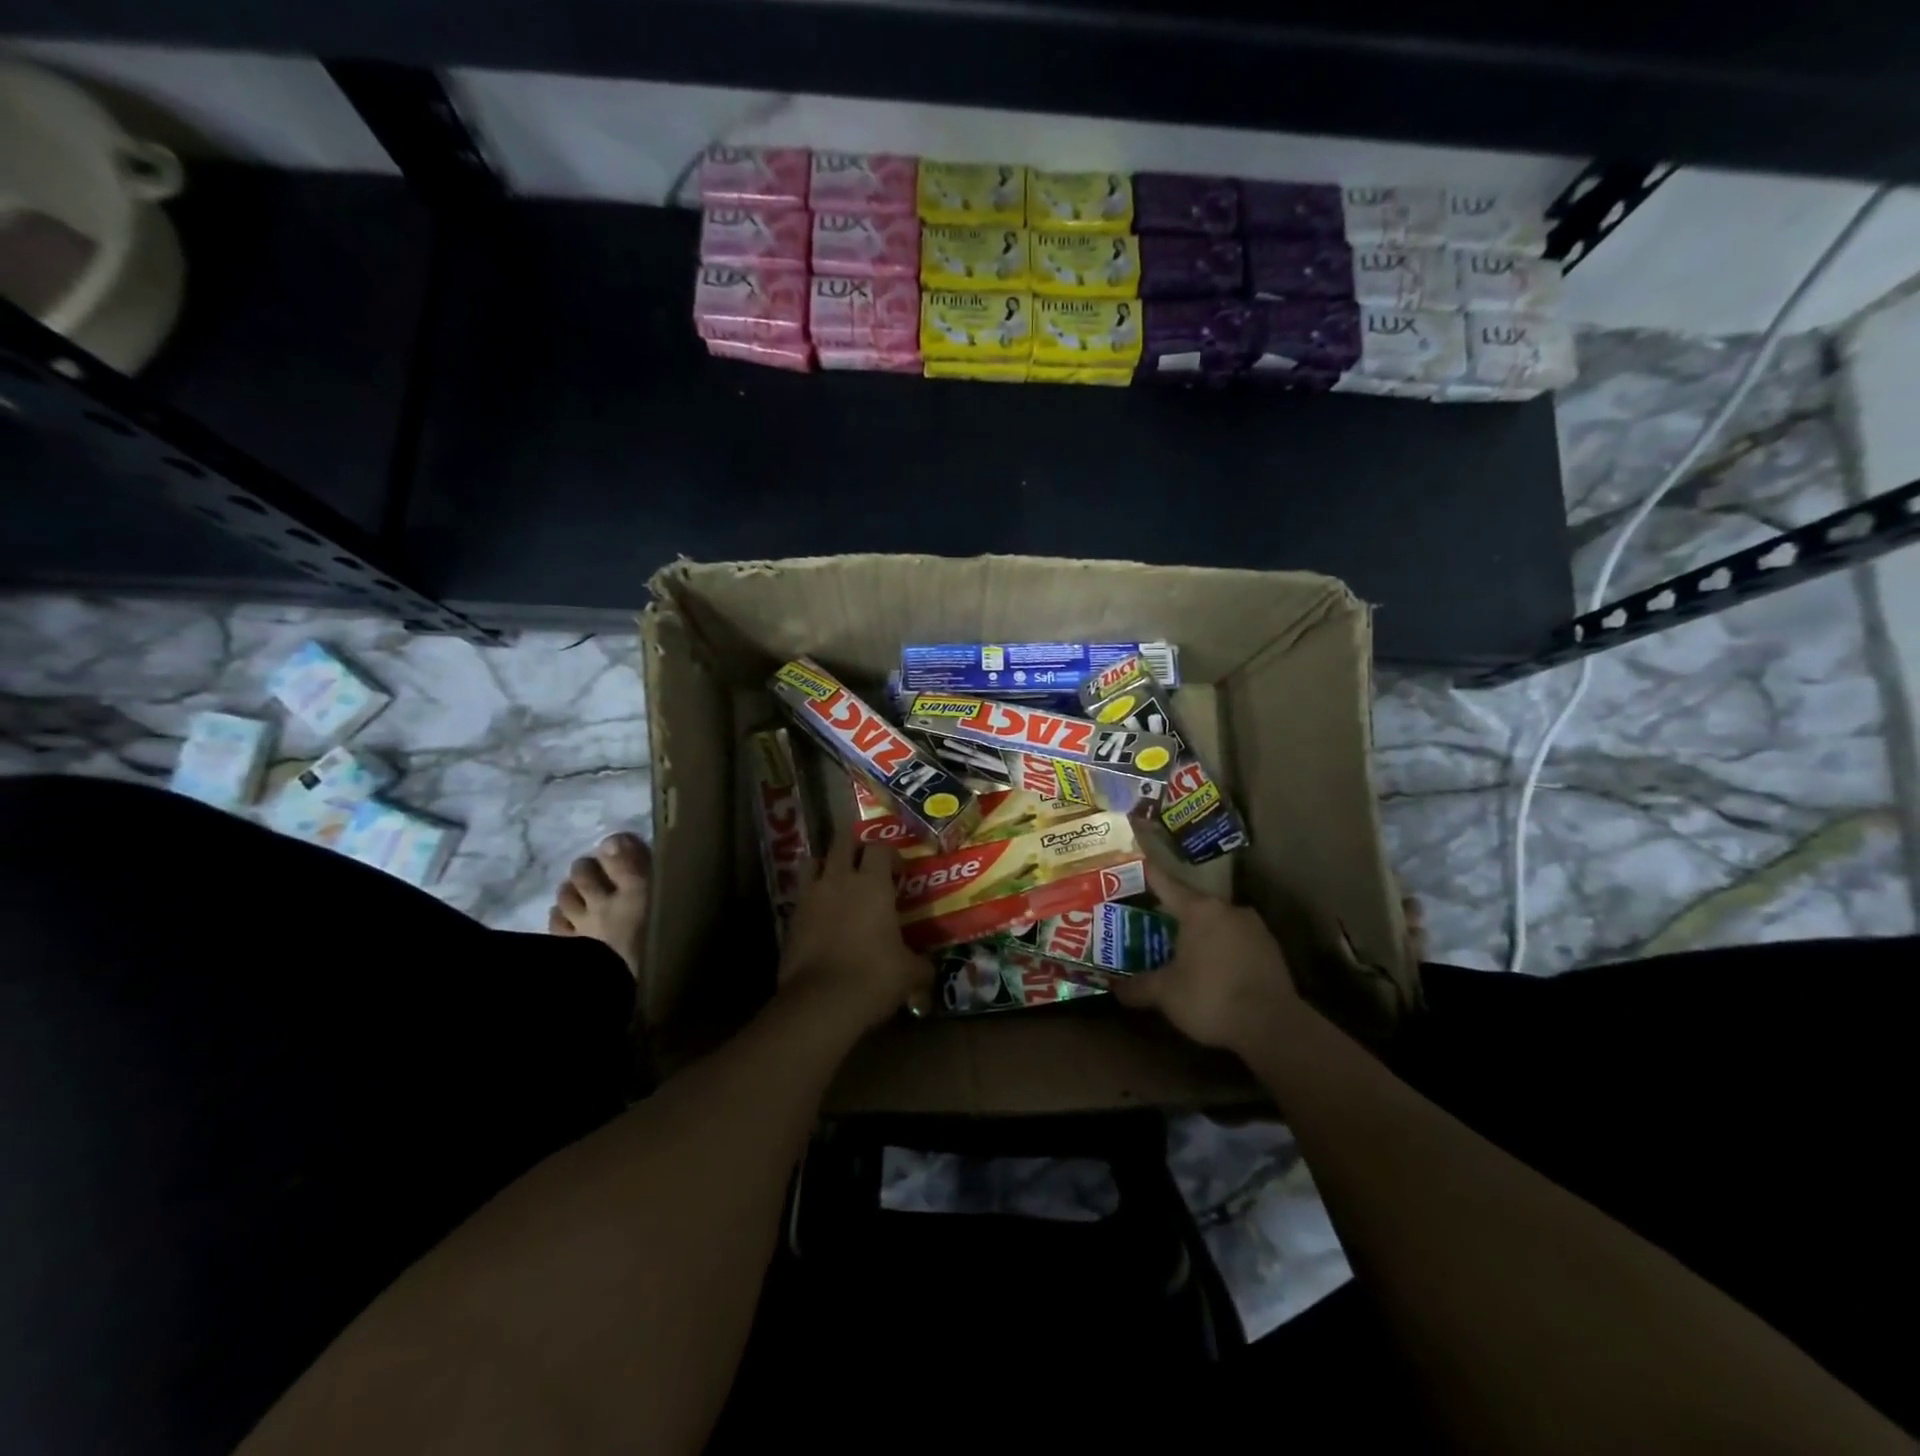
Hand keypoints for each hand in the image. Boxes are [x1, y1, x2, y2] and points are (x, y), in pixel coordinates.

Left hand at [778, 833, 929, 1032]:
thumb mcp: (909, 973)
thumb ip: (920, 964)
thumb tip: (928, 969)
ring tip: (838, 881)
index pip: (880, 847)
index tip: (899, 873)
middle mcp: (839, 880)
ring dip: (827, 864)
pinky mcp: (791, 918)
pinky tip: (823, 916)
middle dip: (854, 845)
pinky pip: (802, 894)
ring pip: (814, 861)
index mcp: (873, 883)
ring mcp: (810, 897)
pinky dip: (812, 897)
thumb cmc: (873, 977)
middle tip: (866, 863)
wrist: (820, 1003)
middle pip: (842, 841)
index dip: (891, 855)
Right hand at [1112, 863, 1303, 1058]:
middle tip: (1149, 923)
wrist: (1274, 1026)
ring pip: (1216, 922)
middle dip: (1171, 913)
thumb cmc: (1211, 997)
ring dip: (1199, 932)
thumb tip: (1114, 988)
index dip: (1146, 876)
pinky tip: (1213, 968)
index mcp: (1198, 909)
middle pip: (1192, 904)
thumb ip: (1137, 987)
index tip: (1133, 867)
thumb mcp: (1165, 994)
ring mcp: (1254, 927)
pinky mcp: (1271, 949)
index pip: (1164, 883)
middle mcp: (1227, 909)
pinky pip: (1236, 940)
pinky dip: (1221, 948)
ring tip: (1181, 949)